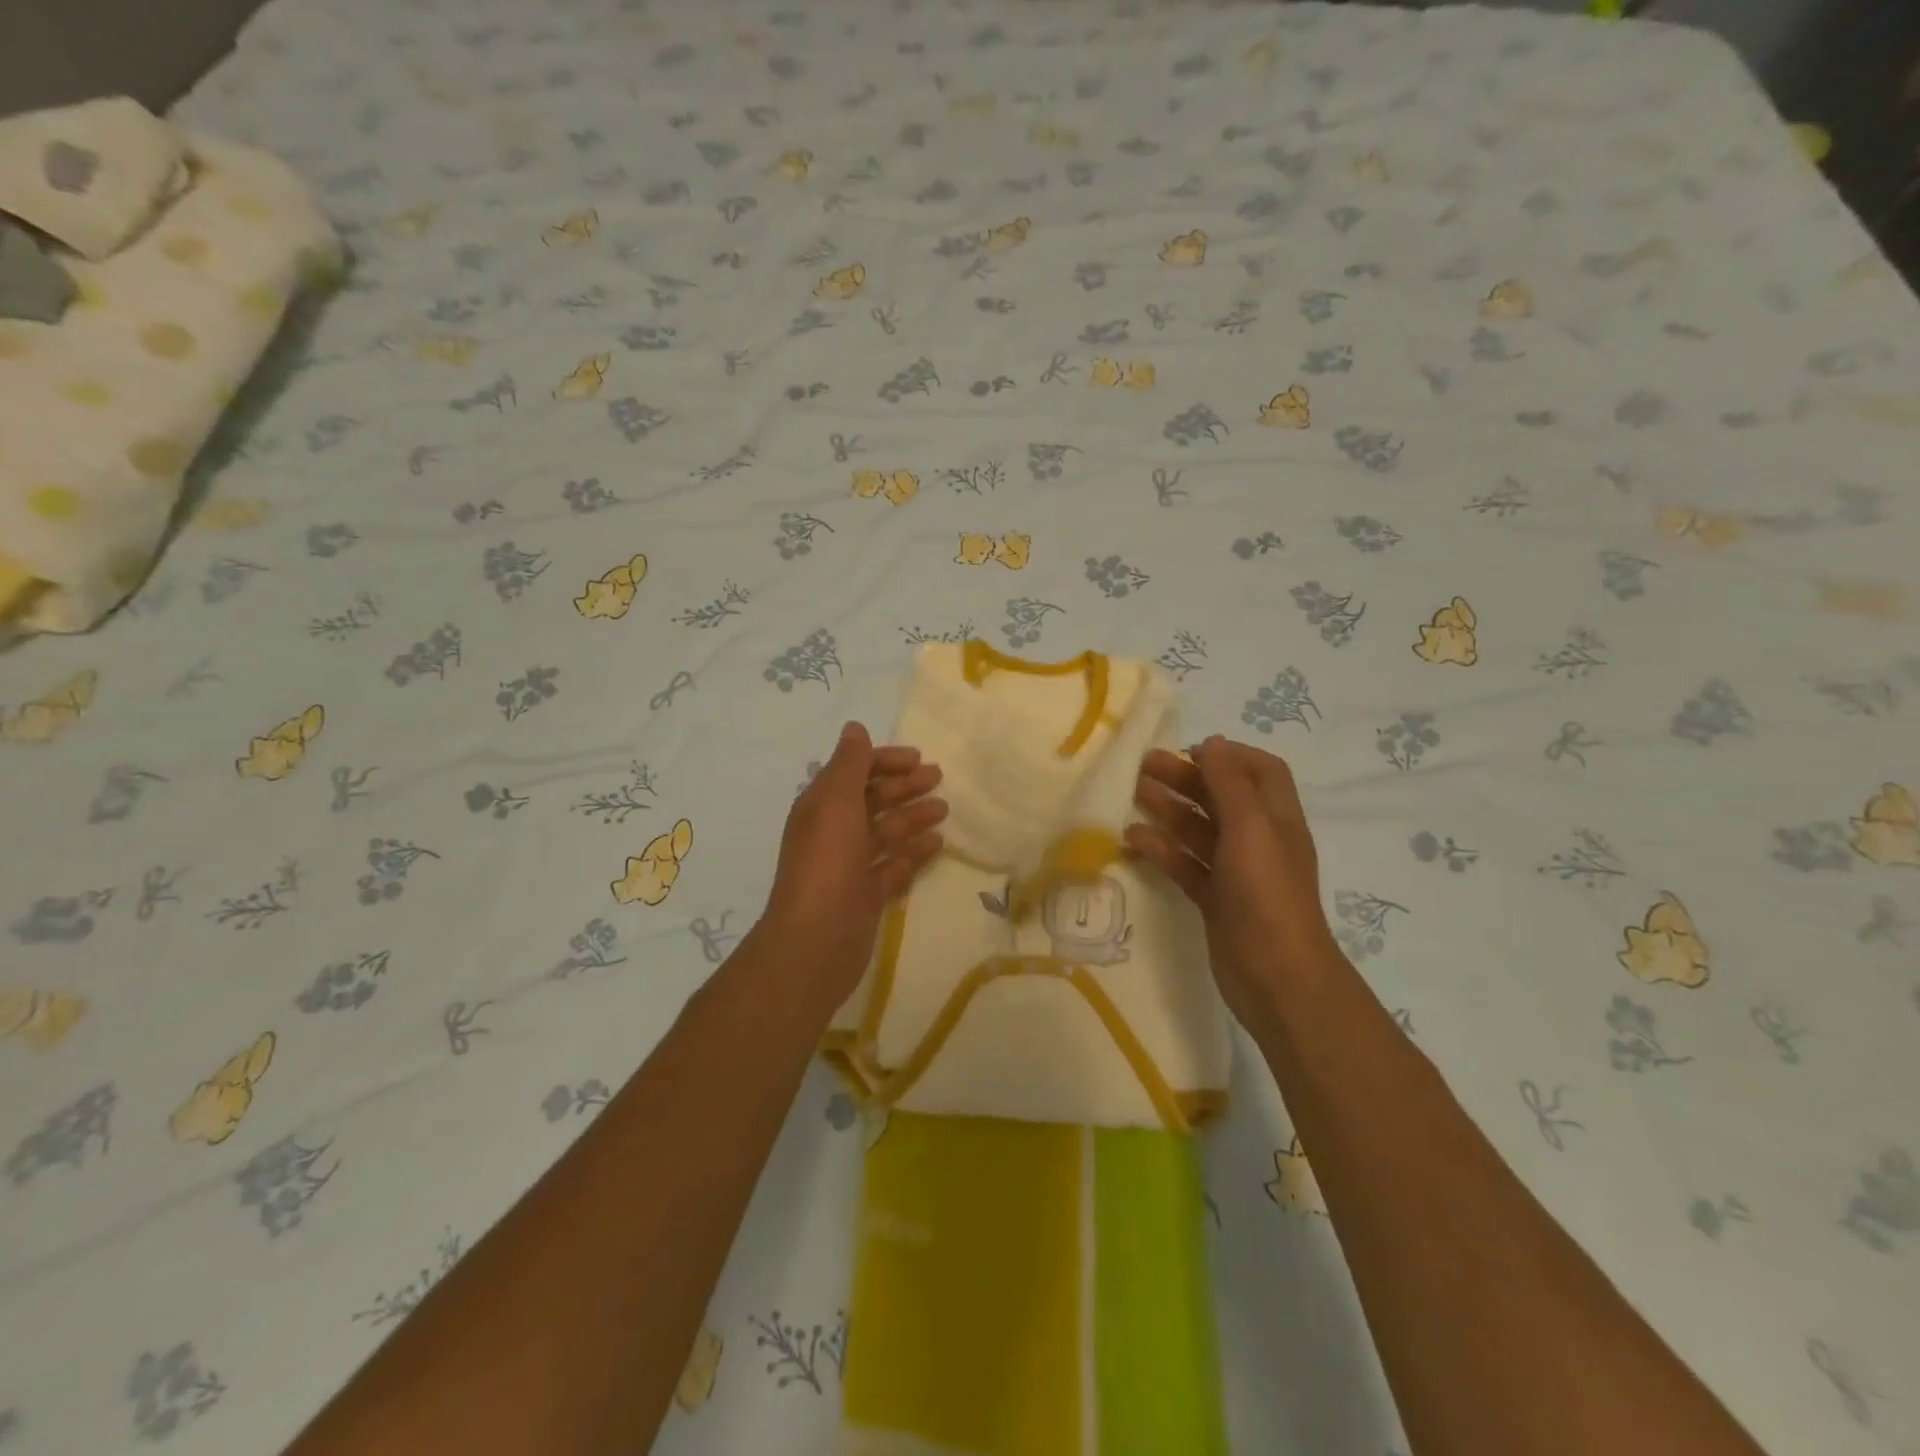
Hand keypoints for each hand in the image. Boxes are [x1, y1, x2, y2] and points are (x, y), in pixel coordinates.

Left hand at [760, 721, 946, 1011]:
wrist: (815, 940)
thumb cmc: (827, 863)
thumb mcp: (836, 804)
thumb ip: (849, 765)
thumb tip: (854, 728)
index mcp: (822, 806)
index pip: (854, 771)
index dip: (884, 761)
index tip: (918, 758)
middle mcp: (834, 831)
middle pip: (872, 799)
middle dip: (903, 786)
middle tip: (938, 777)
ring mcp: (850, 865)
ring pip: (886, 832)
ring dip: (913, 817)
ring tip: (944, 809)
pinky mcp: (866, 894)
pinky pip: (894, 866)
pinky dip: (914, 853)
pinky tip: (938, 844)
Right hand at [1126, 736, 1338, 1029]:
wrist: (1276, 976)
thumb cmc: (1266, 892)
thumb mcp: (1251, 827)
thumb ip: (1230, 782)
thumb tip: (1213, 743)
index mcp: (1276, 817)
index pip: (1260, 771)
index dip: (1228, 755)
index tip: (1188, 750)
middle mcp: (1258, 839)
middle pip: (1221, 797)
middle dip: (1185, 778)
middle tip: (1141, 767)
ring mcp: (1236, 871)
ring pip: (1199, 830)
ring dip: (1168, 810)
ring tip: (1132, 795)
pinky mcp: (1216, 898)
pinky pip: (1186, 864)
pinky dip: (1162, 850)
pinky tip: (1132, 841)